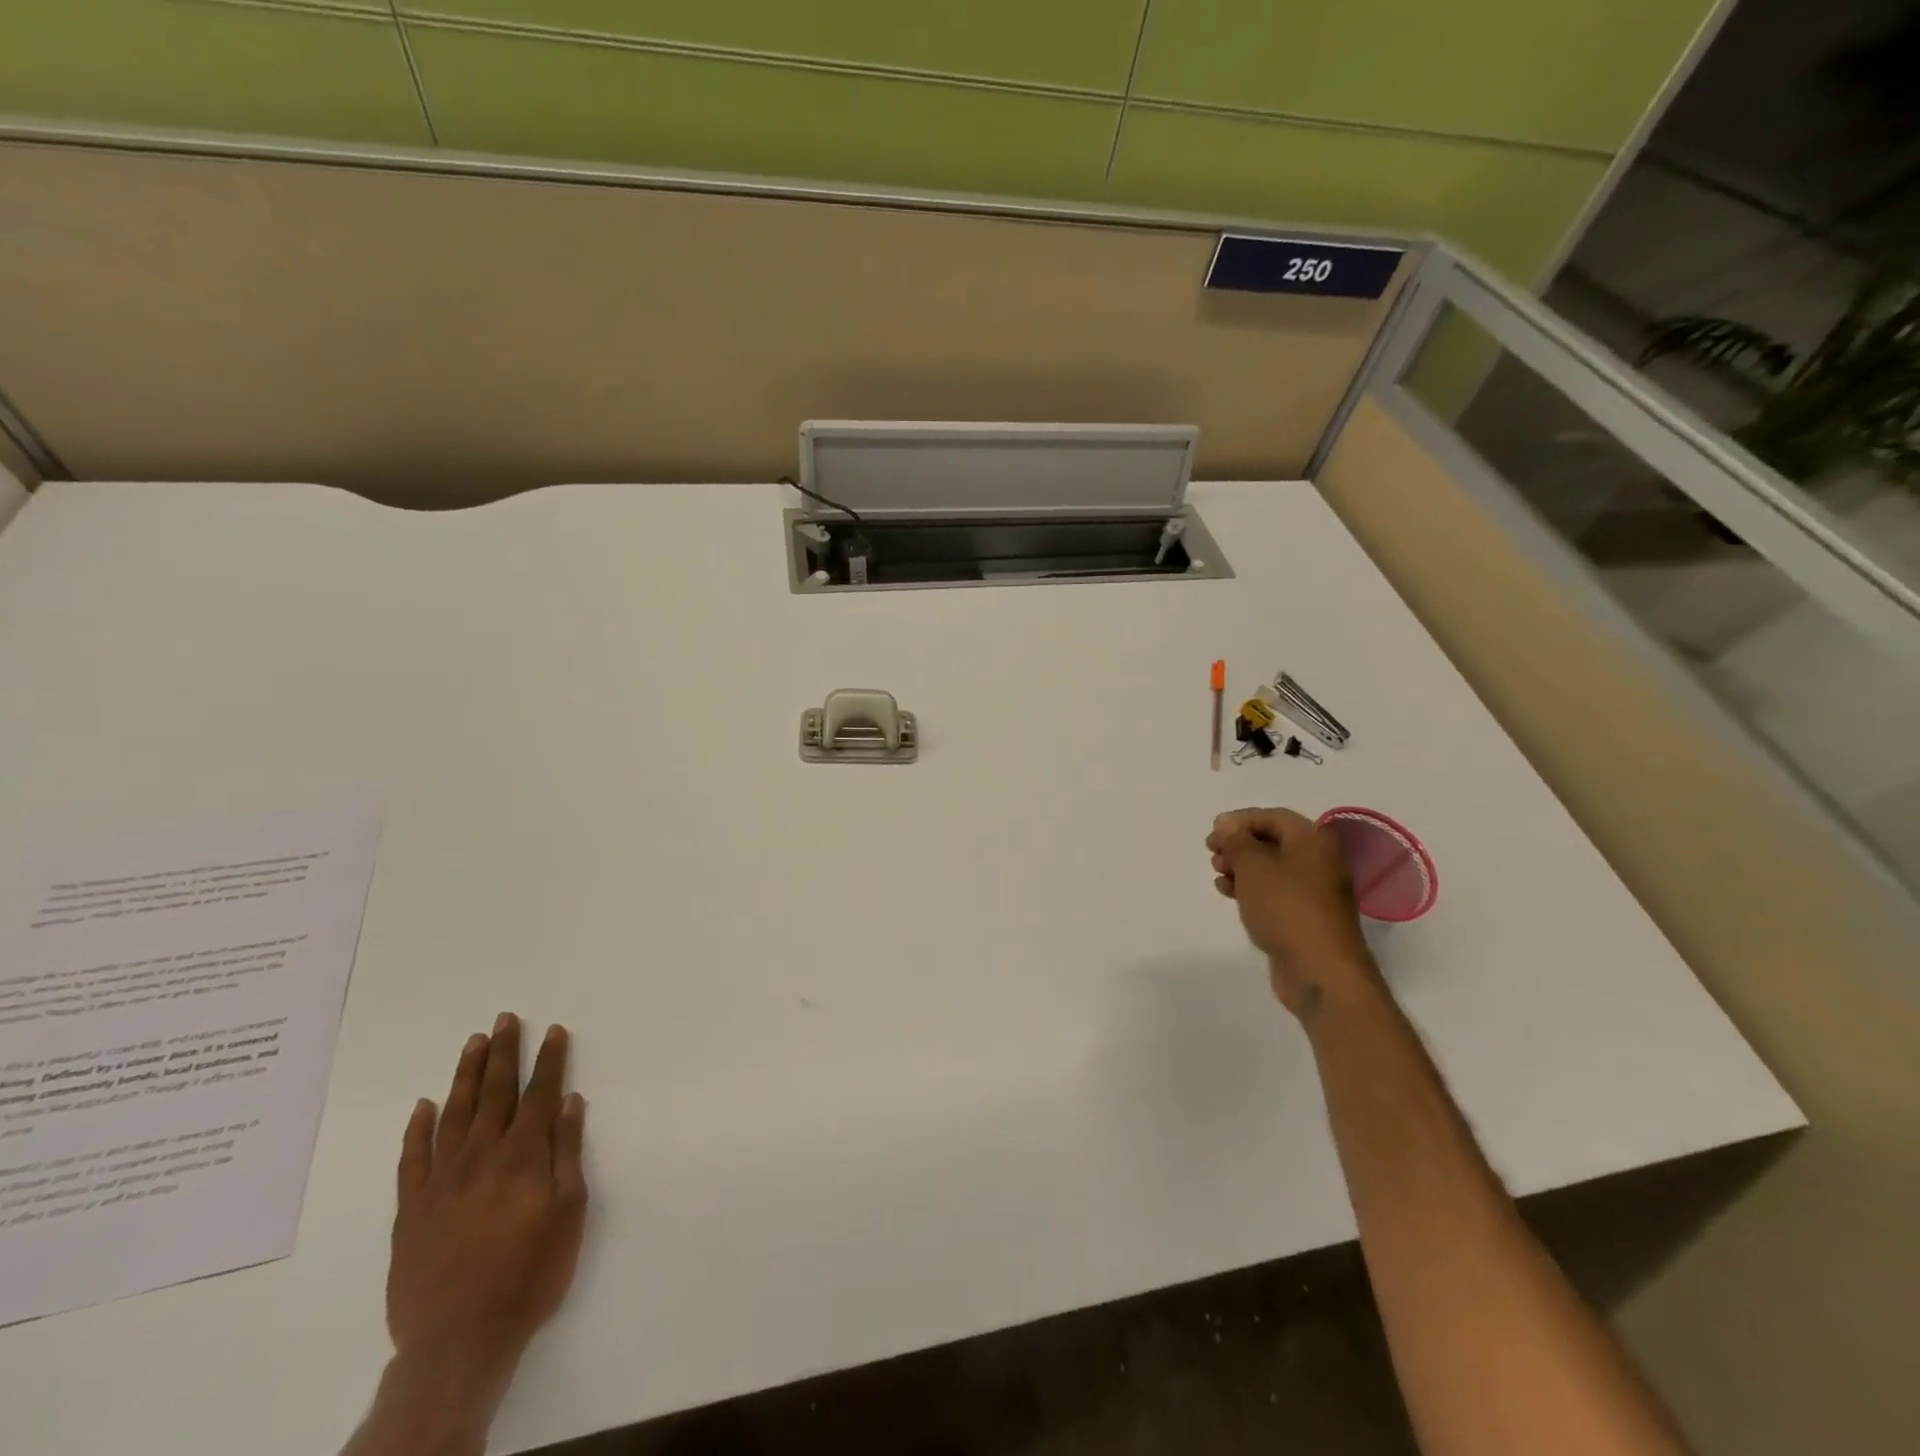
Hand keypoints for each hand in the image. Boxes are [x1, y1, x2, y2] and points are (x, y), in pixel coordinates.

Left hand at [386, 1014, 588, 1426]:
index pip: (539, 1093)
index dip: (549, 1059)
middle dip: (503, 1052)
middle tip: (505, 1018)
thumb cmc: (530, 1273)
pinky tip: (423, 1105)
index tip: (554, 1030)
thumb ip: (567, 1152)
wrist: (458, 1341)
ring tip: (473, 1043)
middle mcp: (481, 1156)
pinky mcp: (410, 1209)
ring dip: (465, 1075)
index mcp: (523, 1155)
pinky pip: (412, 1158)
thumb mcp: (569, 1211)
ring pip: (453, 1114)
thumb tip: (570, 1101)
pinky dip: (417, 1128)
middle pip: (495, 1092)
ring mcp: (441, 1180)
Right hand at [1207, 808, 1377, 1017]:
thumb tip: (1226, 822)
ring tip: (1218, 876)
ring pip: (1272, 868)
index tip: (1213, 833)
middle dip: (1239, 845)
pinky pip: (1276, 892)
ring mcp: (1315, 891)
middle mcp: (1319, 860)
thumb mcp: (1253, 866)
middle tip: (1213, 855)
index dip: (1240, 821)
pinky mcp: (1307, 916)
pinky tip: (1230, 896)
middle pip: (1273, 841)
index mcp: (1312, 840)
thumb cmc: (1285, 907)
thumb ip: (1236, 840)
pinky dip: (1252, 889)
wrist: (1320, 969)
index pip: (1273, 816)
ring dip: (1242, 868)